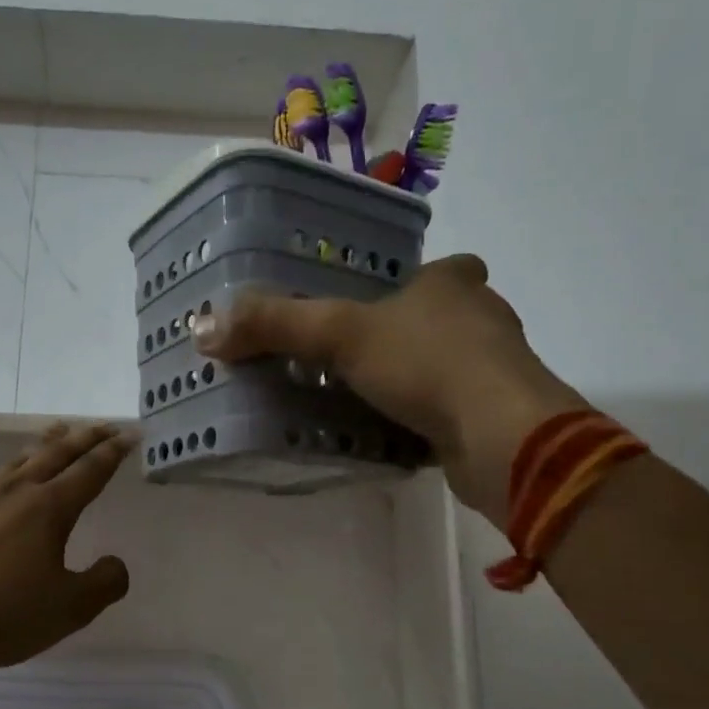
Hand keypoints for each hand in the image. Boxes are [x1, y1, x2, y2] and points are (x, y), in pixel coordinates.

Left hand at [0, 422, 132, 678]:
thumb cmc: (3, 615)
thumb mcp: (70, 609)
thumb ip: (104, 583)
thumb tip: (115, 564)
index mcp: (49, 508)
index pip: (90, 470)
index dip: (113, 451)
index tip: (129, 434)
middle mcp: (15, 491)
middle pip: (56, 453)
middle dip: (84, 438)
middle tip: (103, 426)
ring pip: (20, 460)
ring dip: (46, 445)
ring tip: (57, 436)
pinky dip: (13, 469)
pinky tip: (7, 481)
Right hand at [193, 255, 584, 518]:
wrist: (504, 438)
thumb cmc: (428, 364)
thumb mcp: (340, 334)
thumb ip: (275, 326)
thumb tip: (204, 328)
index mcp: (452, 285)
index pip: (436, 270)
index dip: (408, 282)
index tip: (372, 303)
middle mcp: (481, 320)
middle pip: (439, 319)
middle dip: (402, 335)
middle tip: (350, 356)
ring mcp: (494, 372)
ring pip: (444, 367)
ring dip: (410, 380)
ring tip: (359, 397)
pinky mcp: (494, 418)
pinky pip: (447, 412)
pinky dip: (421, 420)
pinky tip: (388, 434)